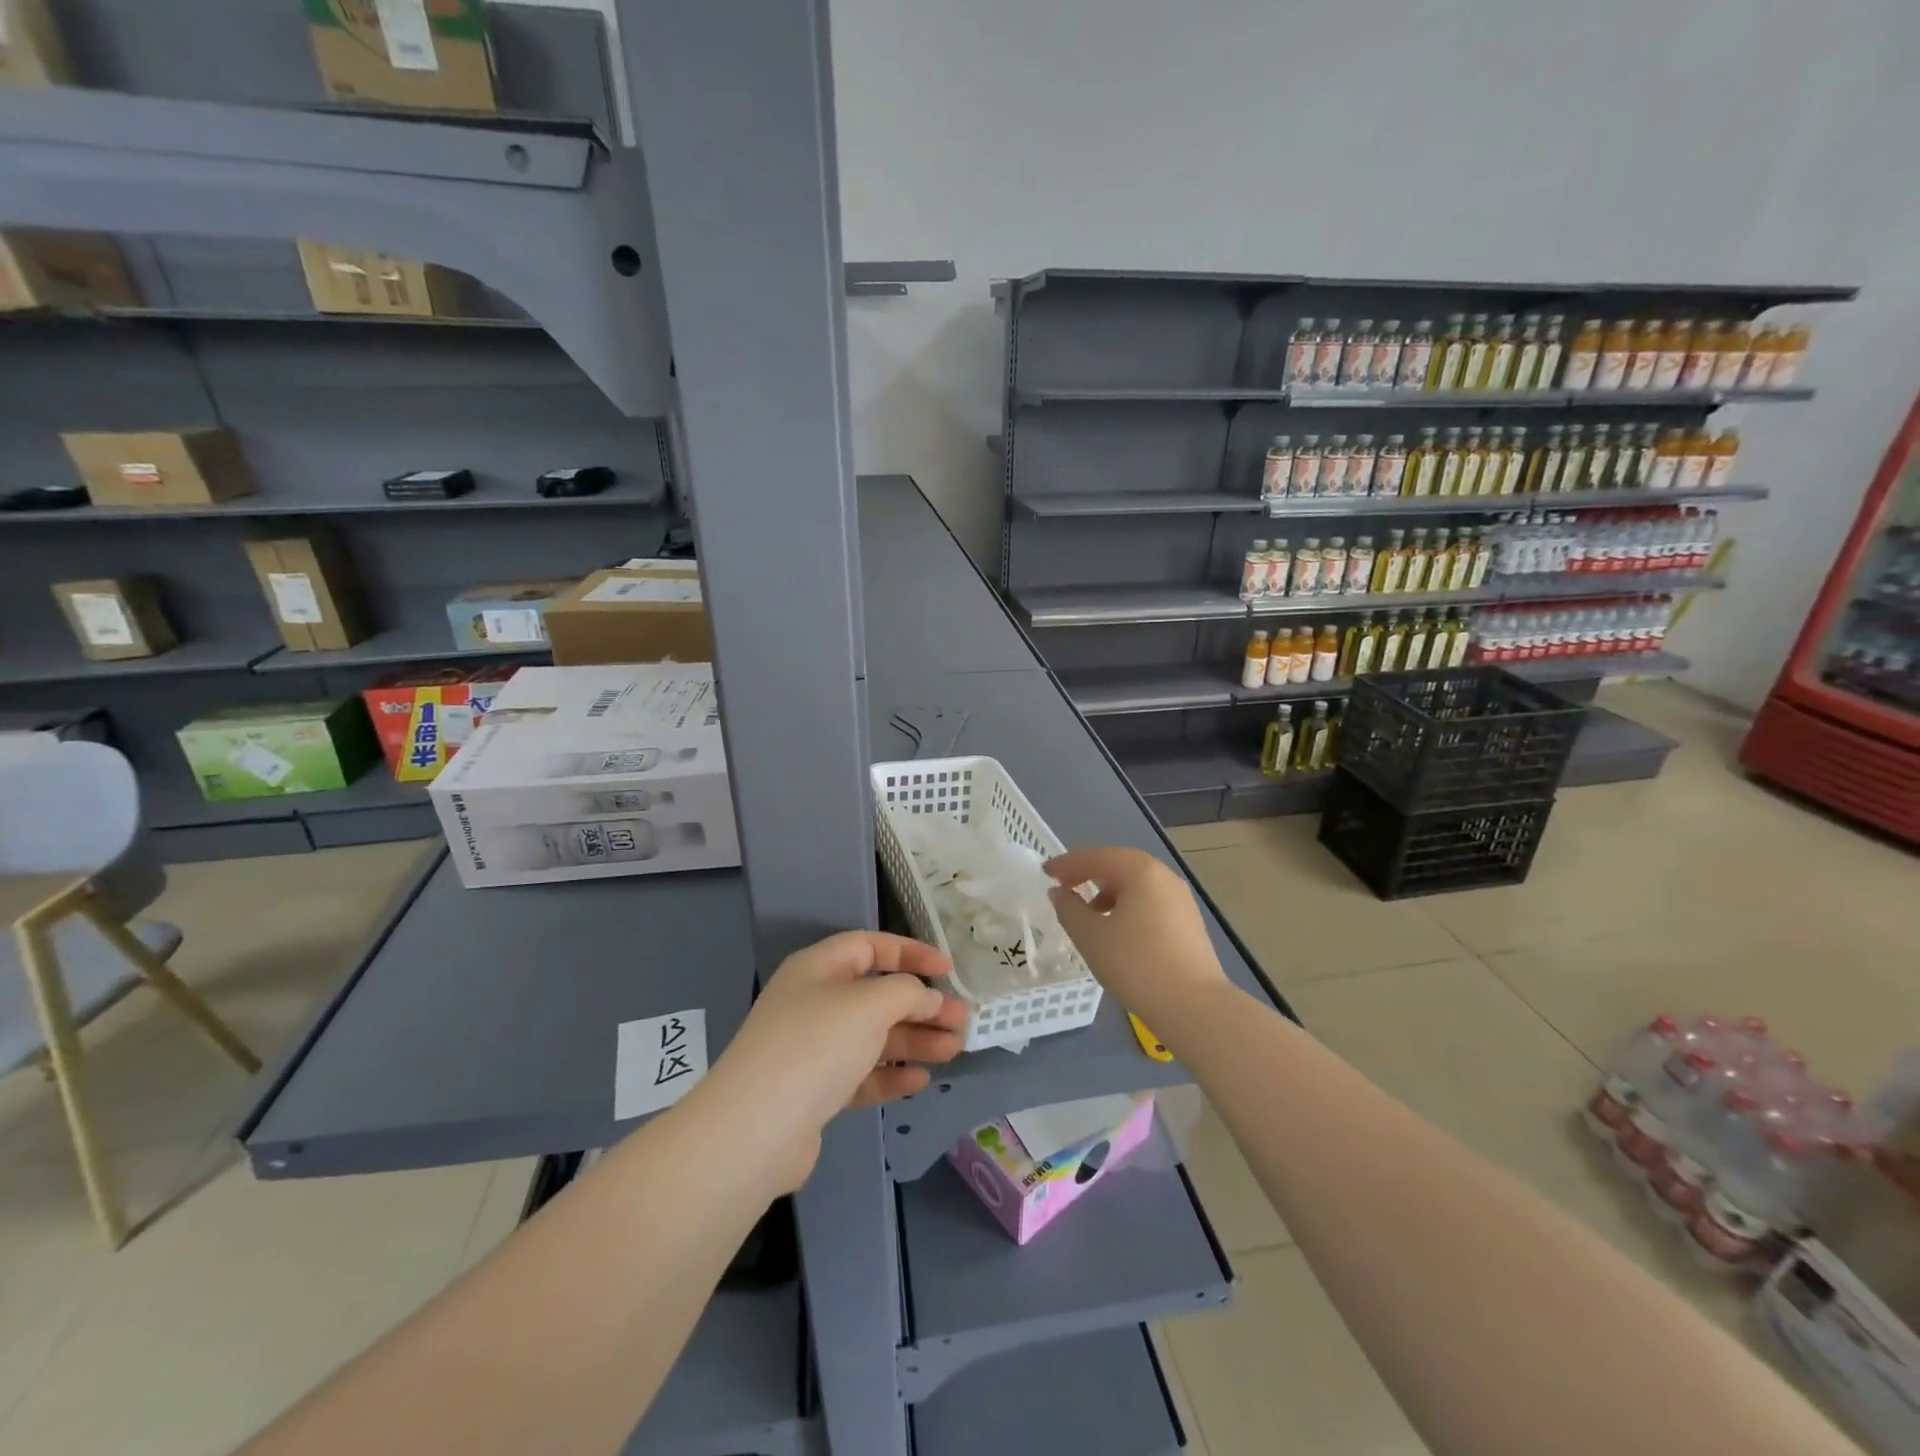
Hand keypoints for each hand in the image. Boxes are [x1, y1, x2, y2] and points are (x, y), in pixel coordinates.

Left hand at [696, 931, 968, 1191]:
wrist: (756, 1129)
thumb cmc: (816, 1045)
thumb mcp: (869, 1004)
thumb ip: (907, 992)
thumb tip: (928, 996)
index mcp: (819, 969)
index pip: (871, 947)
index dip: (911, 953)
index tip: (948, 968)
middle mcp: (815, 1003)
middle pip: (878, 995)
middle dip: (922, 1005)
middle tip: (963, 1019)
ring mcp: (814, 1049)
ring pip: (874, 1037)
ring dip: (915, 1041)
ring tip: (955, 1049)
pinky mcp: (816, 1092)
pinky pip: (862, 1075)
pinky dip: (891, 1076)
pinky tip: (920, 1082)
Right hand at [1045, 847, 1228, 1027]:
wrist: (1193, 1007)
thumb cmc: (1136, 964)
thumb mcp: (1090, 936)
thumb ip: (1069, 908)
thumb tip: (1060, 892)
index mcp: (1140, 871)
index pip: (1096, 857)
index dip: (1067, 863)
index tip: (1046, 872)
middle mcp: (1163, 876)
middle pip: (1119, 864)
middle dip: (1089, 873)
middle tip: (1064, 885)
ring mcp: (1180, 898)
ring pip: (1136, 883)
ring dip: (1108, 889)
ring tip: (1088, 912)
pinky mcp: (1188, 921)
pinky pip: (1150, 900)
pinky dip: (1127, 904)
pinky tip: (1116, 928)